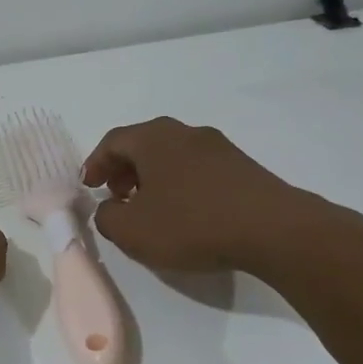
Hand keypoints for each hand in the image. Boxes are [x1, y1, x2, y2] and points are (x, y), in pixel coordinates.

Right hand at [82, 117, 334, 273]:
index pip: (112, 141)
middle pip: (143, 144)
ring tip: (150, 208)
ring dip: (153, 177)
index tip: (89, 187)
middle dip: (124, 169)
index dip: (95, 164)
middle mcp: (184, 132)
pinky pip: (197, 168)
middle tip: (117, 196)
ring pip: (172, 155)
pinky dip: (180, 183)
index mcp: (153, 138)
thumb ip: (107, 217)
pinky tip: (186, 212)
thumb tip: (110, 208)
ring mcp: (218, 146)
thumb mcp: (132, 231)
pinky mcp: (242, 166)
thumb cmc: (192, 224)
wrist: (273, 229)